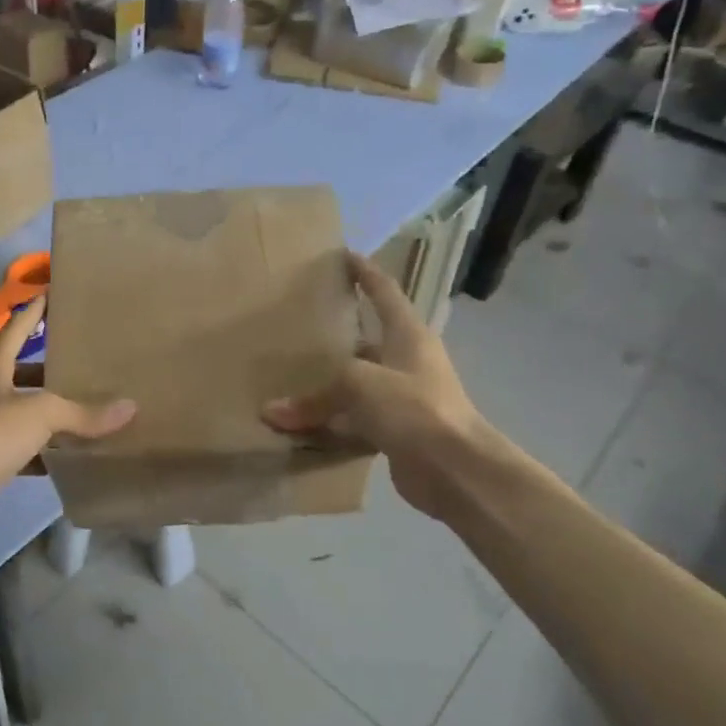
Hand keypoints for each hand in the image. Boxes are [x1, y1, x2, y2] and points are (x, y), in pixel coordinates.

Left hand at [0, 296, 135, 527]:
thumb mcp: (41, 414)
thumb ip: (83, 412)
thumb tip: (130, 407)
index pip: (17, 329)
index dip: (34, 313)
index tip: (51, 295)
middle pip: (23, 371)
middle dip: (51, 368)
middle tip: (86, 362)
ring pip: (25, 411)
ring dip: (51, 411)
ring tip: (88, 407)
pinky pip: (26, 447)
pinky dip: (47, 450)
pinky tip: (72, 454)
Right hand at [262, 250, 495, 520]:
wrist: (456, 470)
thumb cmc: (412, 406)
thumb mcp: (357, 386)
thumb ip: (313, 397)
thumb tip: (270, 413)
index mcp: (407, 334)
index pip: (384, 292)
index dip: (365, 273)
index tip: (345, 255)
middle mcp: (408, 361)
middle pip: (369, 339)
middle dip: (339, 332)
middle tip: (302, 321)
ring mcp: (404, 398)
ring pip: (359, 383)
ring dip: (331, 383)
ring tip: (292, 372)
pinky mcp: (397, 431)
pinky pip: (355, 419)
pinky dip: (331, 422)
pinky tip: (302, 424)